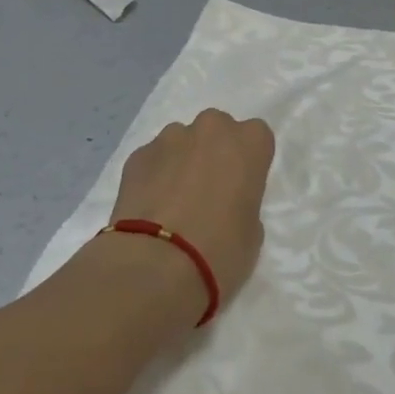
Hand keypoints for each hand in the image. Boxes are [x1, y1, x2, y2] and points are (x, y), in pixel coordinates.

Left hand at [103, 108, 273, 327]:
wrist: (155, 265)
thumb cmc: (220, 250)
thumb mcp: (253, 232)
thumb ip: (243, 202)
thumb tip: (225, 205)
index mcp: (249, 143)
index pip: (257, 136)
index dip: (249, 161)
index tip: (242, 186)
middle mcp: (211, 129)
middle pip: (217, 130)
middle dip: (214, 152)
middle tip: (208, 190)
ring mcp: (170, 138)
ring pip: (182, 141)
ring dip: (182, 161)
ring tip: (174, 202)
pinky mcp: (137, 155)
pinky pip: (154, 159)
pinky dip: (154, 175)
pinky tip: (150, 208)